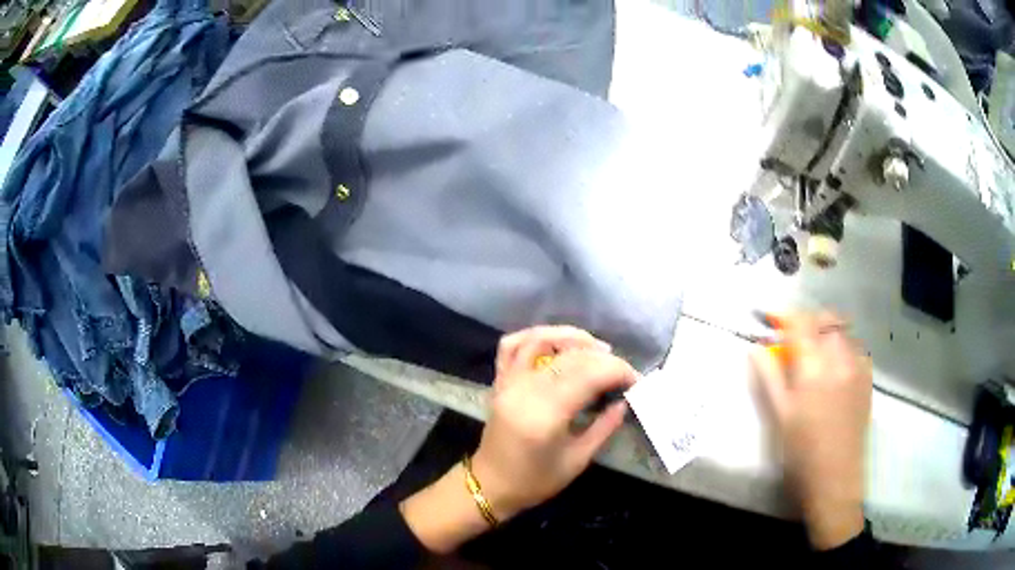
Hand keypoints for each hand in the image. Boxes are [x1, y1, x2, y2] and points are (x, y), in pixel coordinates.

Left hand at [401, 326, 635, 553]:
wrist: (491, 485)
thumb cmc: (535, 481)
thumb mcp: (577, 460)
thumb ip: (604, 427)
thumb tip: (624, 401)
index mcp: (545, 415)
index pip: (588, 375)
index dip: (617, 370)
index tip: (635, 379)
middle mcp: (524, 390)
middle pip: (569, 356)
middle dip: (604, 358)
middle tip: (623, 371)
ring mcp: (508, 382)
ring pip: (540, 340)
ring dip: (572, 337)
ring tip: (598, 349)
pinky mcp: (499, 381)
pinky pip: (512, 345)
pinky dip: (537, 336)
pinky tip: (558, 343)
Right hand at [750, 312, 871, 549]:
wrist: (835, 481)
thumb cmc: (801, 453)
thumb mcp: (780, 416)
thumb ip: (769, 377)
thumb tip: (756, 347)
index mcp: (814, 369)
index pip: (801, 322)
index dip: (785, 315)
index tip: (771, 320)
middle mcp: (840, 359)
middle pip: (825, 320)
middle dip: (807, 323)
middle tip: (793, 341)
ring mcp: (858, 367)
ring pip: (843, 332)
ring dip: (826, 333)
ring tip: (815, 355)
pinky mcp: (868, 379)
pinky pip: (856, 348)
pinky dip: (843, 348)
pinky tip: (836, 370)